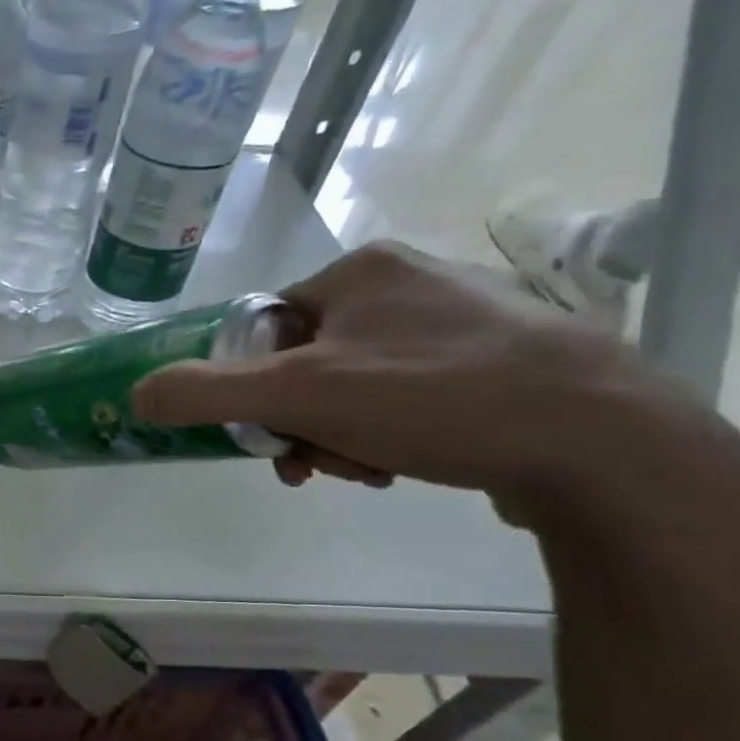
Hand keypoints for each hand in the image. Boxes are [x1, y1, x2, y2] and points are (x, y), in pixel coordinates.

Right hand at [130, 242, 739, 524]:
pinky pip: (404, 395)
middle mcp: (407, 282)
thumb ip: (205, 393)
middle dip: (298, 422)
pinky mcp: (497, 360)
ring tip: (364, 470)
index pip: (262, 327)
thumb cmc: (431, 398)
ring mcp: (458, 320)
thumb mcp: (297, 396)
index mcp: (358, 270)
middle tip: (313, 463)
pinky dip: (386, 433)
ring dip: (337, 434)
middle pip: (305, 362)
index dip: (248, 387)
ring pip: (352, 384)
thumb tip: (136, 393)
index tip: (264, 436)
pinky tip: (402, 464)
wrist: (603, 441)